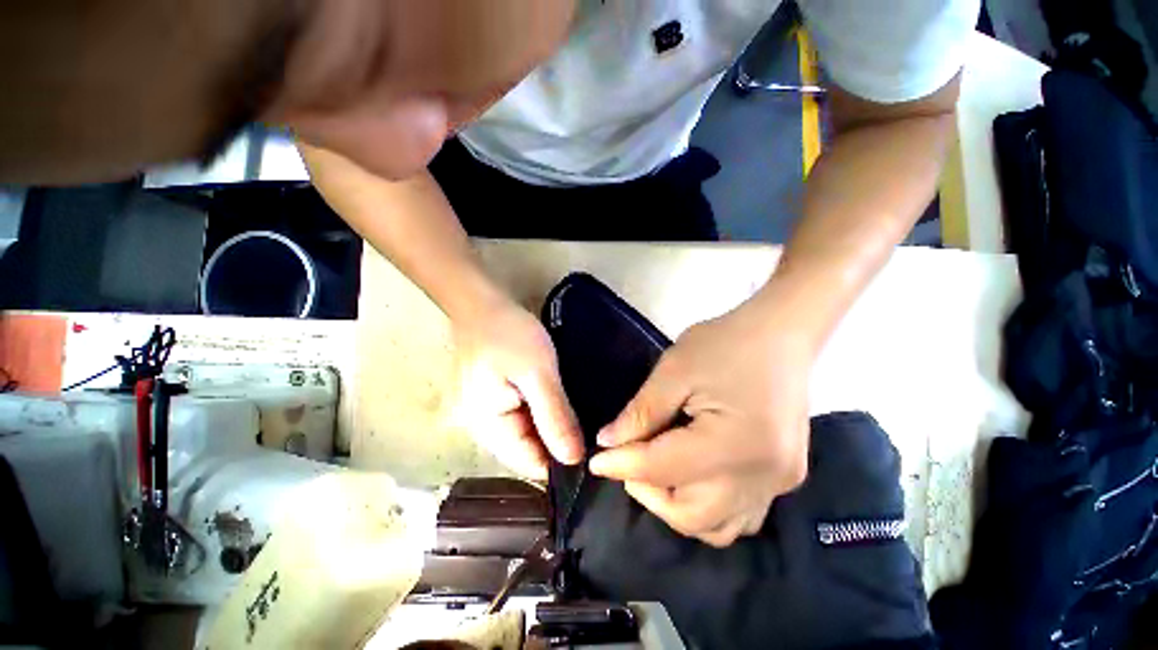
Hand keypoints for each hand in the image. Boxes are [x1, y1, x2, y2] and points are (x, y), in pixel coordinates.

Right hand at [453, 297, 583, 480]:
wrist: (484, 305)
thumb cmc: (509, 335)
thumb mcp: (537, 373)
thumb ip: (554, 416)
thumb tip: (574, 459)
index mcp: (488, 429)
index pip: (528, 465)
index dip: (560, 466)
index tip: (594, 458)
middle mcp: (484, 430)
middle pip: (528, 453)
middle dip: (559, 448)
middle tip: (595, 437)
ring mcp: (489, 416)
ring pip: (528, 436)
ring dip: (553, 431)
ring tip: (584, 424)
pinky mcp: (498, 401)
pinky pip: (524, 420)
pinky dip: (544, 418)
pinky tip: (564, 410)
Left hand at [589, 294, 814, 546]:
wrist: (781, 335)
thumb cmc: (724, 343)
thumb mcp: (675, 370)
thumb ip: (642, 411)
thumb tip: (610, 442)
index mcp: (735, 443)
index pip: (664, 469)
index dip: (622, 465)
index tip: (596, 461)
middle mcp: (762, 476)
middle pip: (691, 514)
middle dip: (649, 494)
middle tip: (628, 463)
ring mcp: (779, 483)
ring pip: (716, 527)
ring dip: (676, 507)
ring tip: (655, 472)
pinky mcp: (785, 479)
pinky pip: (739, 516)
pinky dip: (706, 508)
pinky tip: (691, 478)